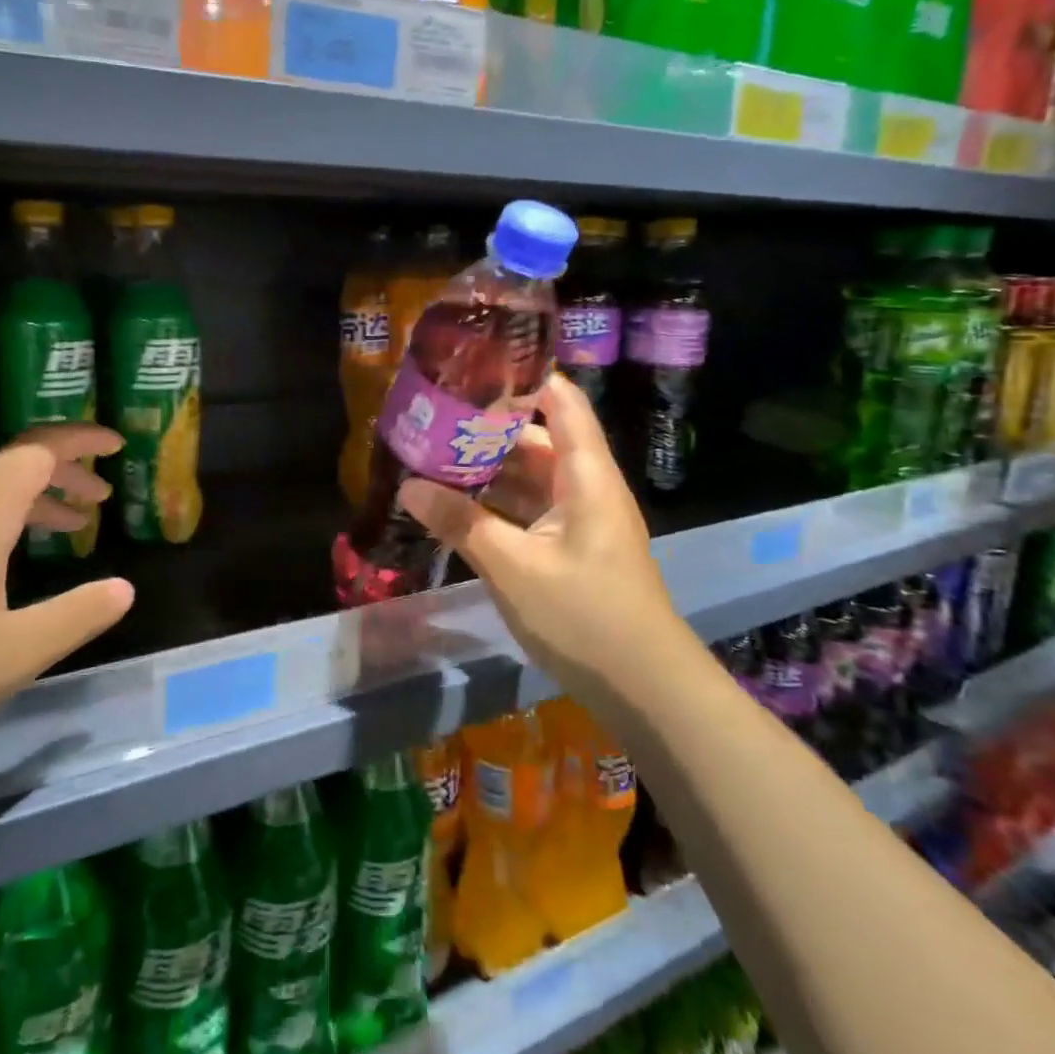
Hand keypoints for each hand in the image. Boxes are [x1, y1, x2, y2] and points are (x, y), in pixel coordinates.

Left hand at [0, 424, 134, 778]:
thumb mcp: (10, 655)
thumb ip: (76, 616)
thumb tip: (124, 588)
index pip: (40, 450)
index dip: (82, 443)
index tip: (118, 447)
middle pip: (14, 467)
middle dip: (64, 475)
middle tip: (100, 500)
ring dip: (31, 504)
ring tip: (64, 531)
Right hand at [399, 374, 677, 685]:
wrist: (646, 689)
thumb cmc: (585, 616)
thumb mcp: (514, 567)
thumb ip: (461, 523)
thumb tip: (409, 485)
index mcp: (586, 475)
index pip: (562, 402)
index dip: (525, 377)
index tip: (474, 364)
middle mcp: (586, 488)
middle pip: (538, 439)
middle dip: (488, 428)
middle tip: (434, 418)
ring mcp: (580, 520)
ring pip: (531, 478)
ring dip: (489, 469)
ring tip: (434, 457)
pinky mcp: (571, 549)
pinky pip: (530, 510)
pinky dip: (497, 504)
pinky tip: (458, 506)